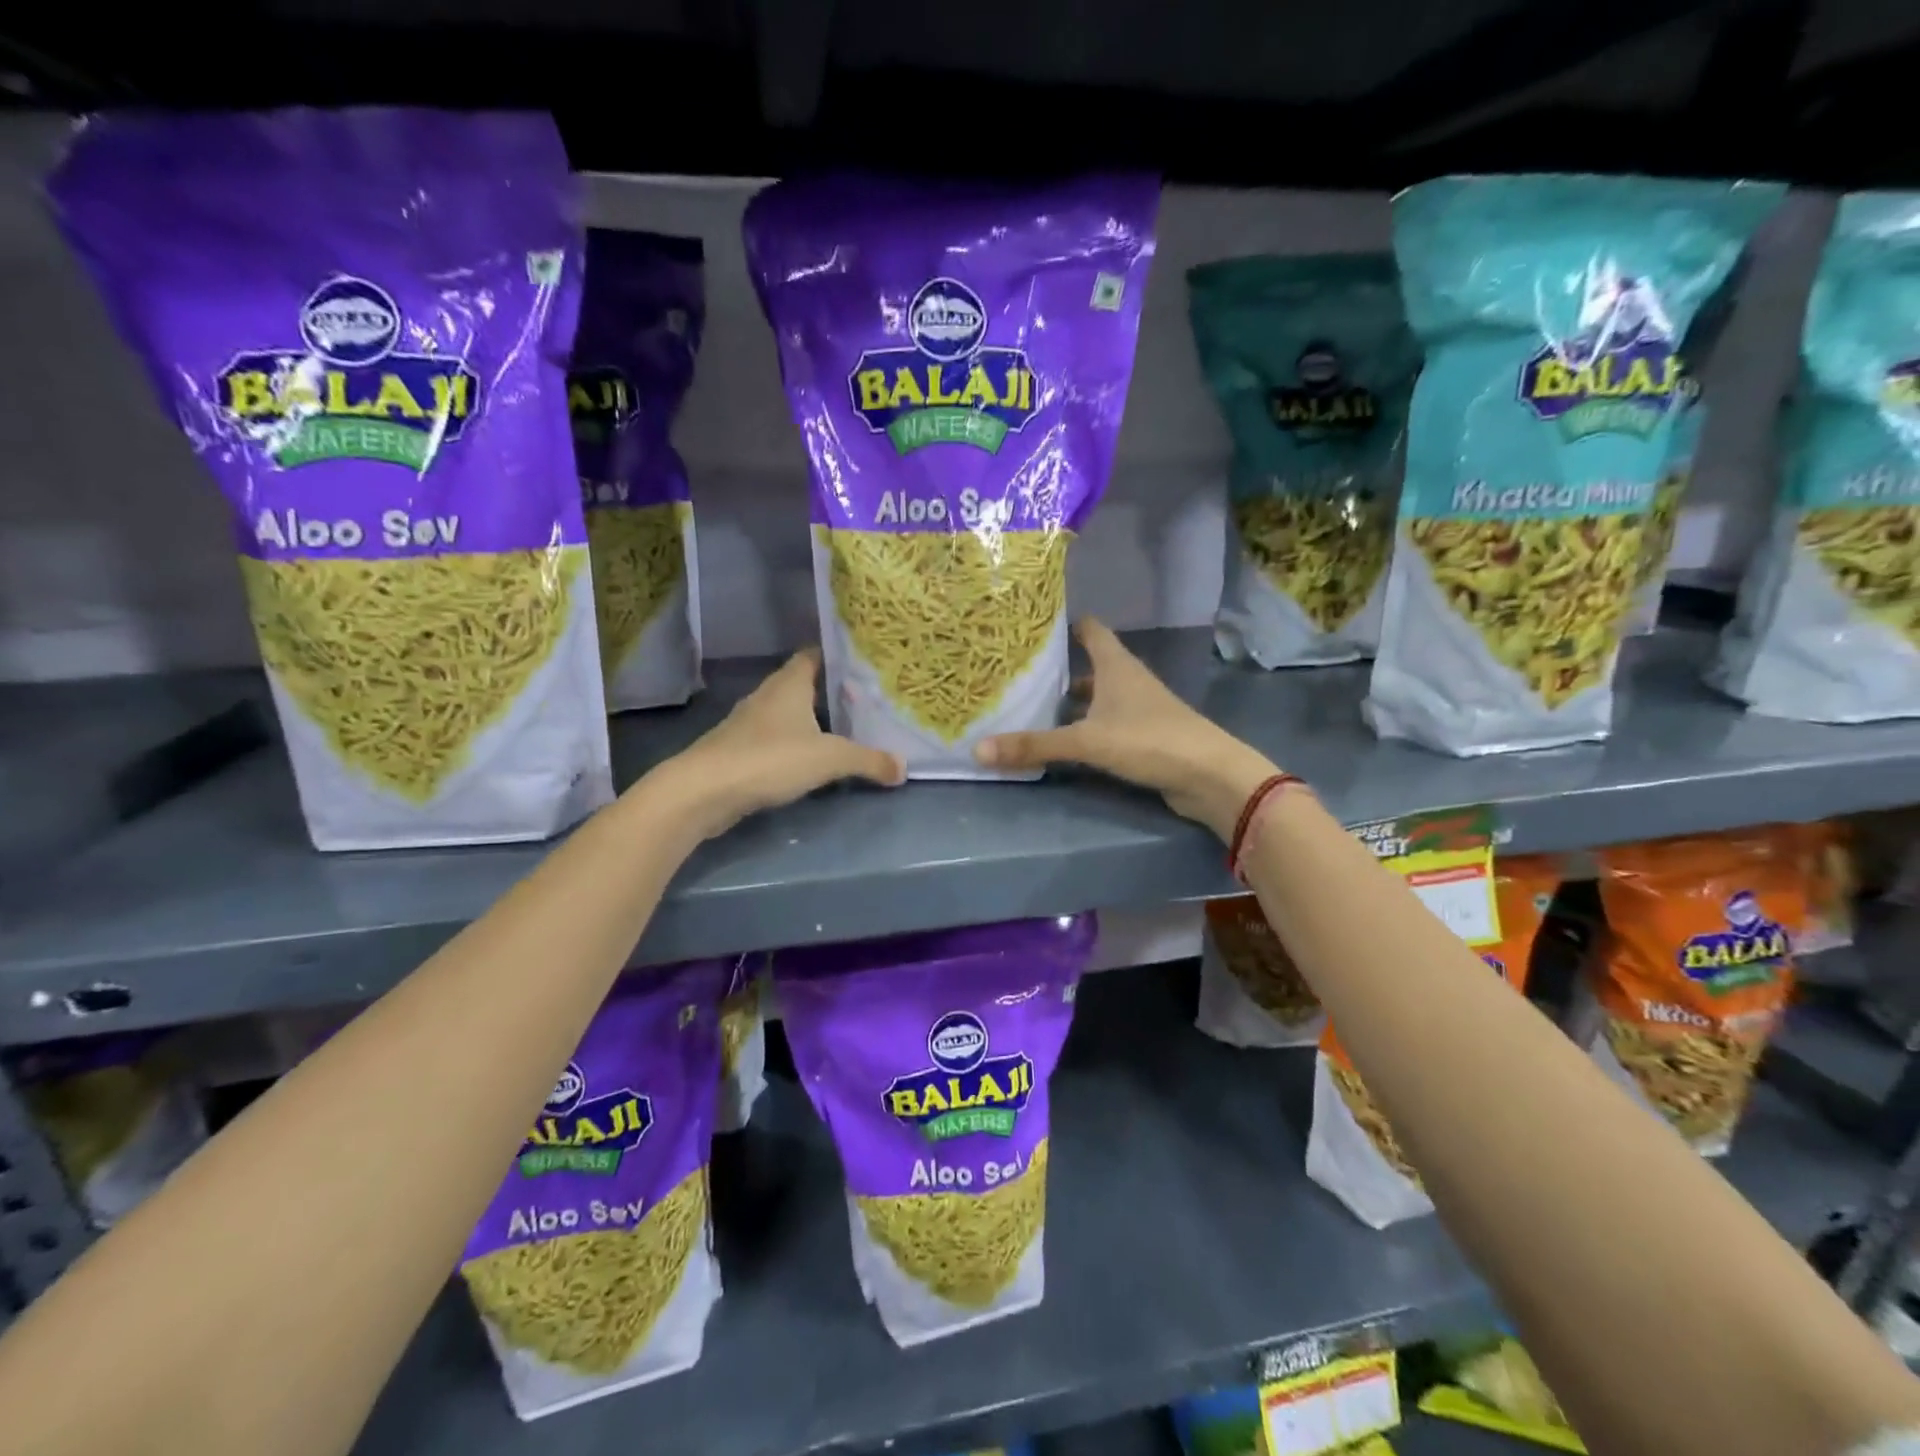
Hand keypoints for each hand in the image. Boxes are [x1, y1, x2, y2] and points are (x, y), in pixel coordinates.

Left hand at [652, 648, 903, 839]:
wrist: (703, 791)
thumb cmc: (770, 759)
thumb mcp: (830, 758)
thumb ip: (868, 760)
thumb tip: (903, 768)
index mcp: (788, 684)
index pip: (814, 655)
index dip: (838, 657)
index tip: (865, 665)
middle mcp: (767, 696)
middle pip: (802, 684)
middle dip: (830, 692)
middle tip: (864, 702)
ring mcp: (748, 723)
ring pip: (786, 713)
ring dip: (810, 721)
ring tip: (844, 731)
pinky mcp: (737, 750)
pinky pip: (773, 739)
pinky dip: (792, 744)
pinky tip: (809, 761)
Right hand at [975, 619, 1277, 840]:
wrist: (1209, 776)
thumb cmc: (1149, 741)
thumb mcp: (1086, 742)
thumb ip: (1034, 745)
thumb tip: (978, 750)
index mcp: (1116, 666)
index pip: (1089, 629)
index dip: (1064, 623)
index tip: (1031, 625)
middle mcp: (1127, 680)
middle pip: (1089, 664)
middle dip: (1058, 667)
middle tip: (1018, 672)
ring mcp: (1138, 708)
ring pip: (1097, 696)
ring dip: (1071, 700)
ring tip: (1032, 706)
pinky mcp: (1143, 735)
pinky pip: (1105, 723)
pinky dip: (1084, 726)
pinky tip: (1064, 741)